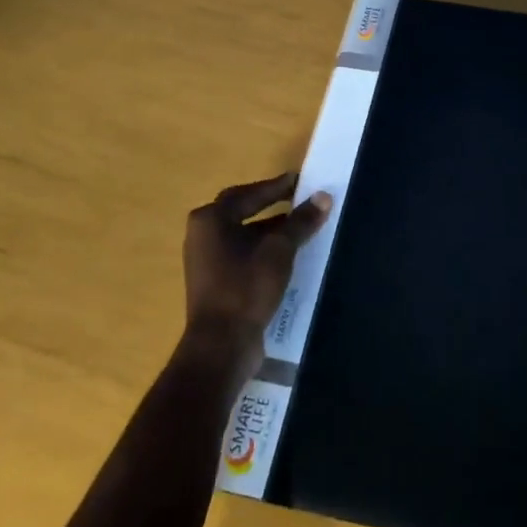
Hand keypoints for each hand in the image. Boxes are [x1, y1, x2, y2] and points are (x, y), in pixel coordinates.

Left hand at [183, 172, 330, 372]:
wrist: (221, 346)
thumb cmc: (245, 288)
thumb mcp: (279, 251)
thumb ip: (301, 222)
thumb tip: (323, 197)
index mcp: (210, 220)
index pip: (248, 194)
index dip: (276, 186)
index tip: (300, 181)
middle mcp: (203, 235)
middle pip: (242, 211)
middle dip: (272, 205)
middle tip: (300, 199)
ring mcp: (206, 261)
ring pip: (244, 235)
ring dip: (270, 230)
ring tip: (301, 227)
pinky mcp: (215, 282)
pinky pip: (243, 255)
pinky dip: (263, 250)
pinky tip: (288, 256)